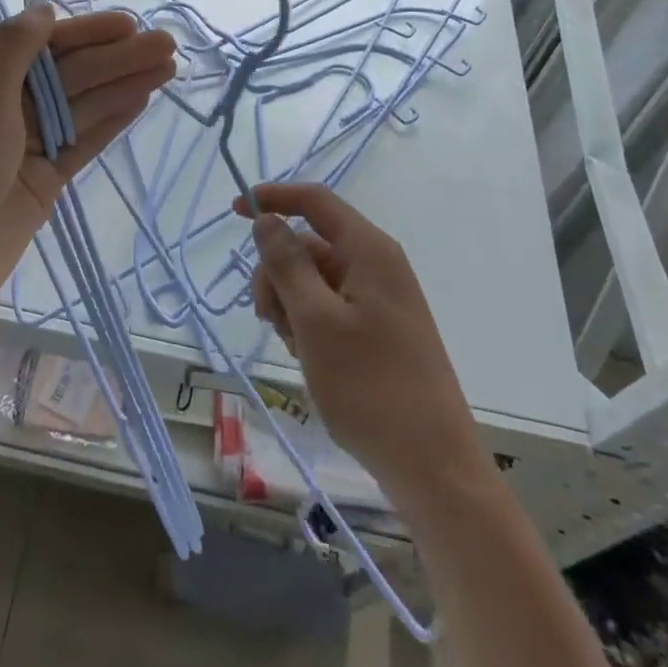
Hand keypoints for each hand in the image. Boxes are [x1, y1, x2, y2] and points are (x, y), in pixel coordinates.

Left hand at [0, 4, 175, 340]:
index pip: (46, 45)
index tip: (131, 24)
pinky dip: (113, 120)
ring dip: (125, 84)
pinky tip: (143, 100)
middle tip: (168, 45)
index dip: (90, 32)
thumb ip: (15, 48)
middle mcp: (9, 105)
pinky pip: (85, 140)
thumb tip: (44, 8)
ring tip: (169, 67)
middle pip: (73, 73)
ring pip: (85, 105)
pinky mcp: (47, 178)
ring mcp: (30, 143)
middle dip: (119, 57)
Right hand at [238, 183, 486, 501]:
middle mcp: (377, 265)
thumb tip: (267, 219)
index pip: (314, 201)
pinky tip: (308, 358)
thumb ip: (287, 263)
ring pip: (315, 279)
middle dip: (278, 272)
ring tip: (293, 348)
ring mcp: (380, 299)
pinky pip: (331, 307)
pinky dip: (309, 323)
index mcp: (368, 250)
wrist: (433, 468)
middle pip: (310, 244)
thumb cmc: (370, 387)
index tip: (233, 212)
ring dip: (291, 303)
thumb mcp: (315, 321)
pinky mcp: (380, 330)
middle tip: (266, 318)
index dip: (273, 198)